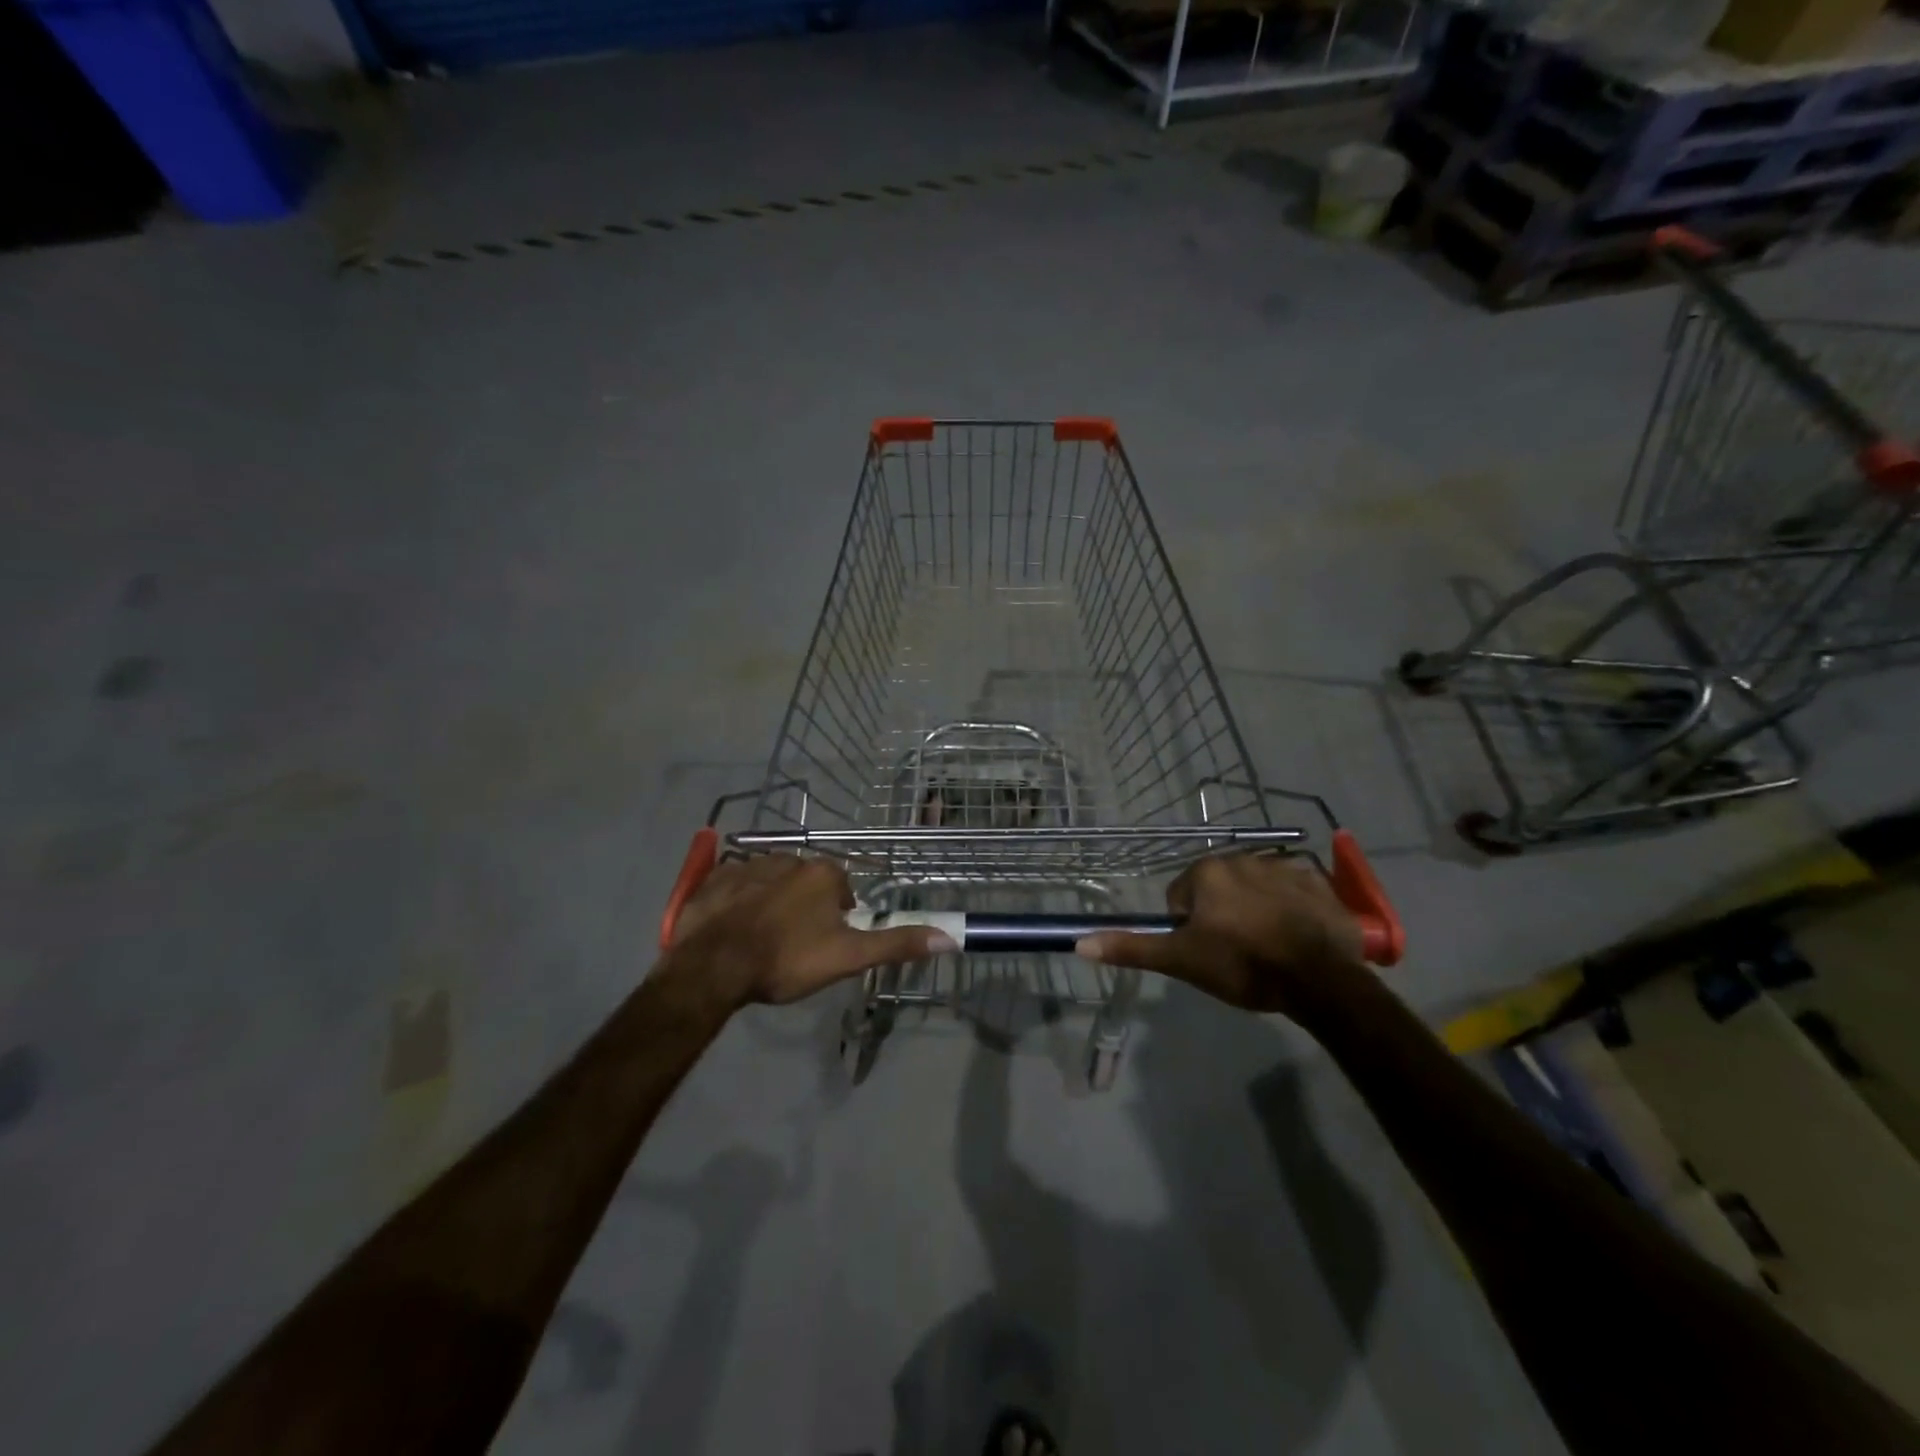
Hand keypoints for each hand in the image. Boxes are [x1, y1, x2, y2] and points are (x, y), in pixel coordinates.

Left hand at [667, 855, 955, 1008]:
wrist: (713, 966)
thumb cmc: (786, 959)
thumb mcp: (848, 957)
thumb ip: (896, 943)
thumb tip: (950, 936)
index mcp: (821, 873)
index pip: (841, 888)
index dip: (838, 917)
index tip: (826, 943)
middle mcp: (787, 858)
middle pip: (805, 882)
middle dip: (805, 907)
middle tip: (794, 945)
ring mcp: (747, 865)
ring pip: (770, 881)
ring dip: (772, 902)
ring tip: (762, 939)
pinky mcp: (714, 878)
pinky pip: (734, 884)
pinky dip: (738, 901)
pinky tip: (732, 928)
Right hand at [1076, 853, 1366, 1019]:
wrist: (1320, 980)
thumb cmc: (1242, 965)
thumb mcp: (1181, 960)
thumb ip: (1132, 948)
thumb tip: (1080, 943)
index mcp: (1207, 871)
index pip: (1182, 896)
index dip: (1189, 928)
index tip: (1207, 952)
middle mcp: (1243, 857)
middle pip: (1219, 889)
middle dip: (1222, 915)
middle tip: (1236, 952)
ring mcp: (1285, 867)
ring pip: (1255, 889)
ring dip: (1256, 909)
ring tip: (1269, 948)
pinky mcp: (1318, 884)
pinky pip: (1294, 892)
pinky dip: (1292, 909)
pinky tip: (1298, 937)